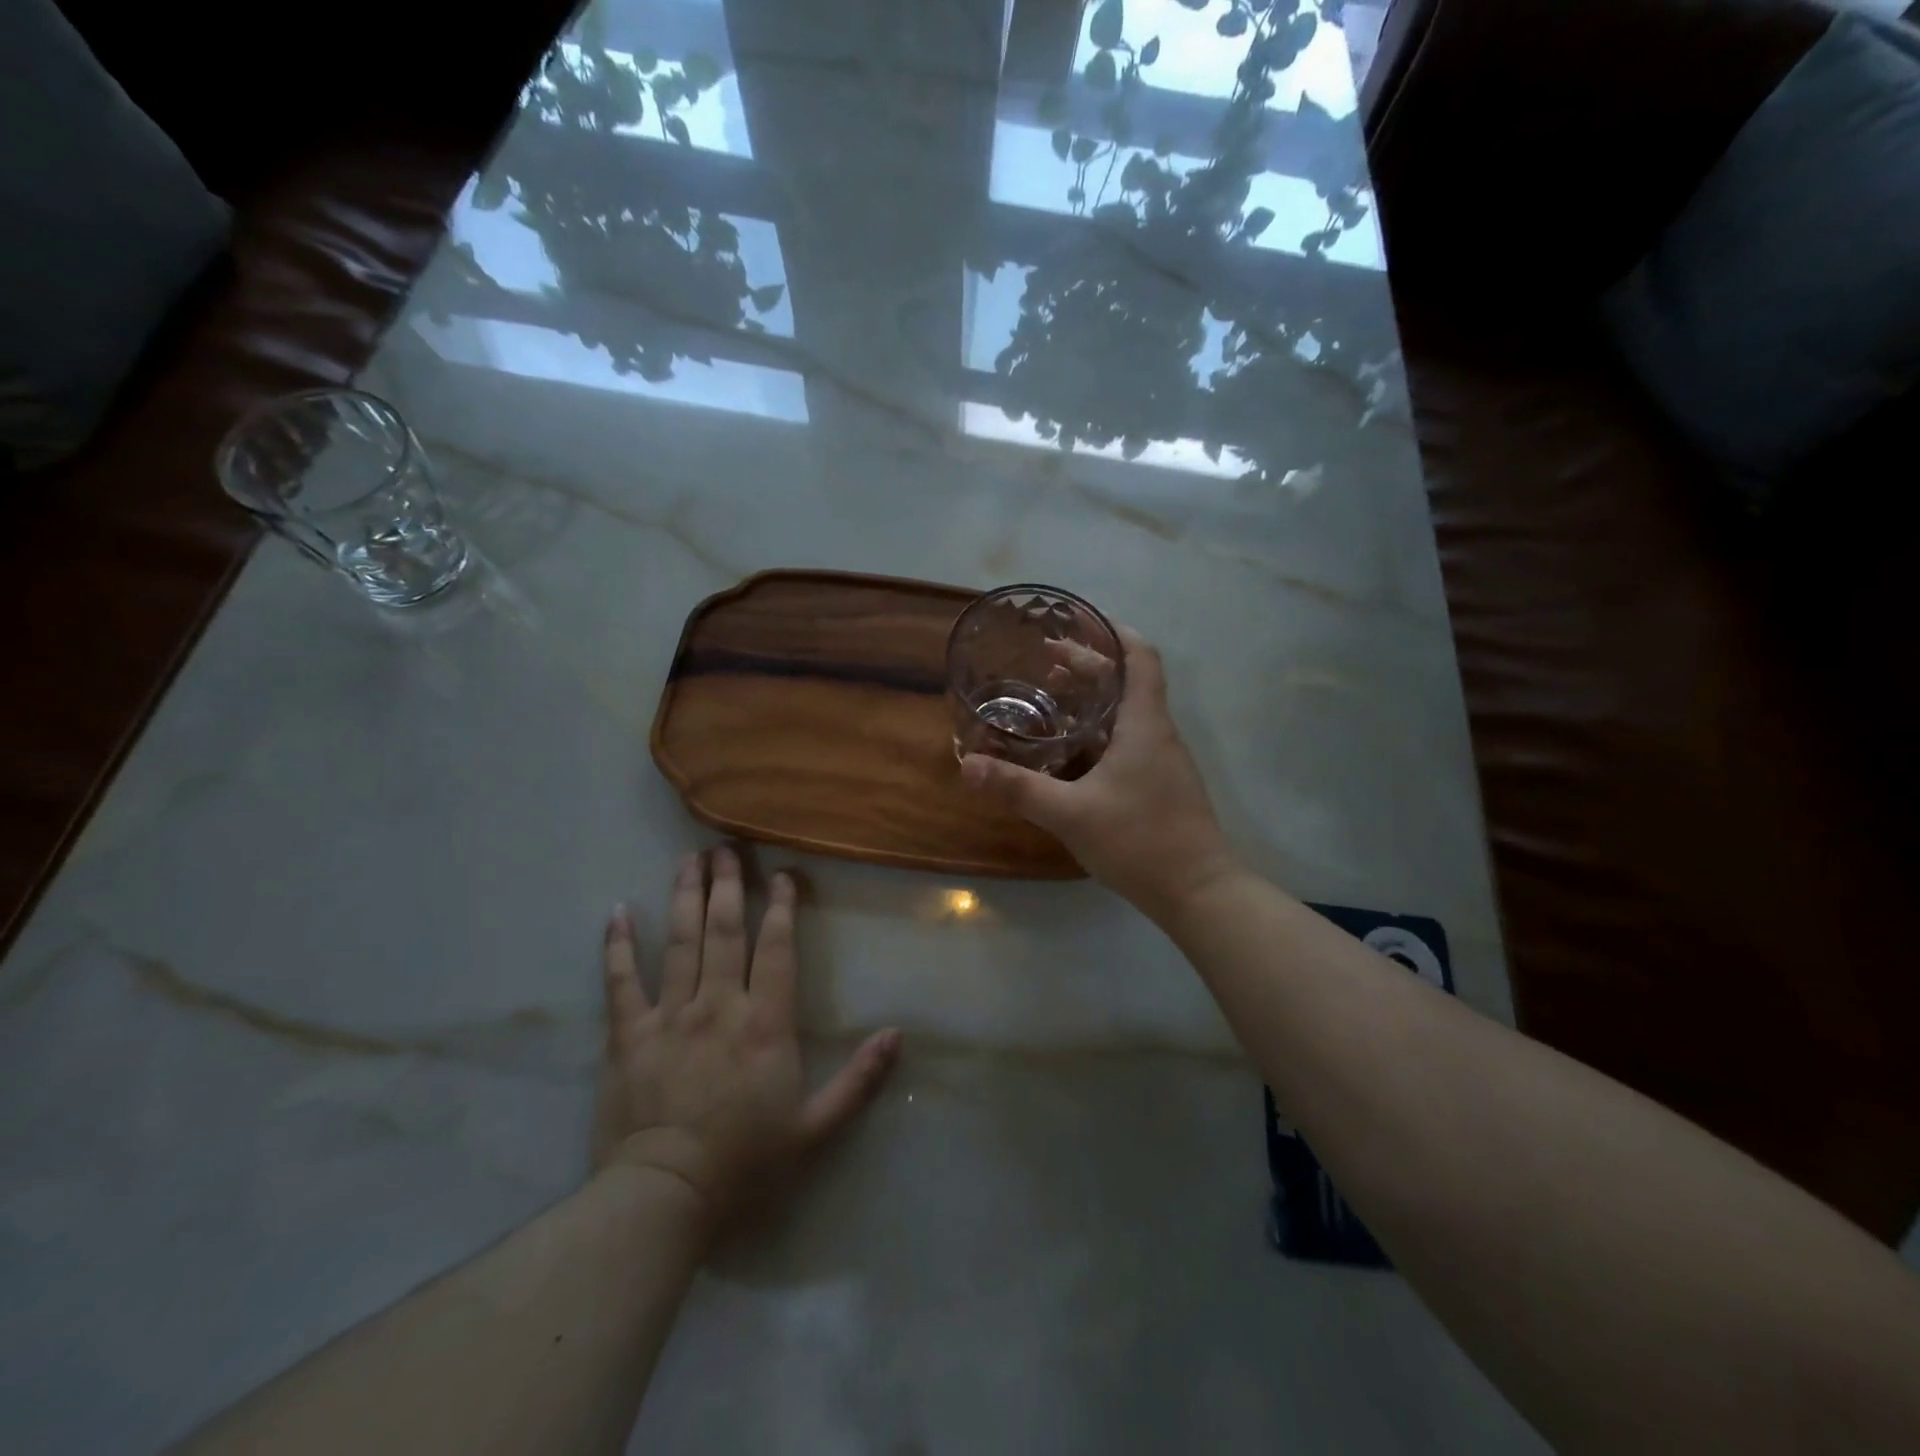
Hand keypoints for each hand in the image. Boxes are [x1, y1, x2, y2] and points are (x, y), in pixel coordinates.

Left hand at [592, 848, 901, 1224]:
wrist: (664, 1198)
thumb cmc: (745, 1162)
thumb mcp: (815, 1129)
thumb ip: (858, 1080)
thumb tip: (897, 1035)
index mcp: (764, 1022)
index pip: (775, 948)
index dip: (781, 906)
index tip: (783, 874)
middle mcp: (718, 1004)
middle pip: (724, 930)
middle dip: (728, 884)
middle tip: (727, 847)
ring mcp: (669, 1015)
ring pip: (679, 941)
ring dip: (685, 896)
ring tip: (689, 859)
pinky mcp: (627, 1034)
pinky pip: (620, 981)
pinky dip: (618, 945)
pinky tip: (618, 911)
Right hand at [961, 627, 1238, 924]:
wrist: (1198, 893)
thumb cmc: (1139, 841)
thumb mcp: (1070, 814)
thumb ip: (1018, 788)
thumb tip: (967, 766)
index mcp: (1144, 725)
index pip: (1140, 657)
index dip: (1113, 632)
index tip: (1080, 621)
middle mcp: (1158, 734)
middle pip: (1128, 682)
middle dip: (1089, 667)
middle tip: (1045, 661)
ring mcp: (1162, 762)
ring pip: (1127, 714)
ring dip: (1093, 701)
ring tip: (1051, 700)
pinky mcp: (1160, 786)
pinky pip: (1128, 742)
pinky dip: (1099, 733)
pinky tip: (1070, 754)